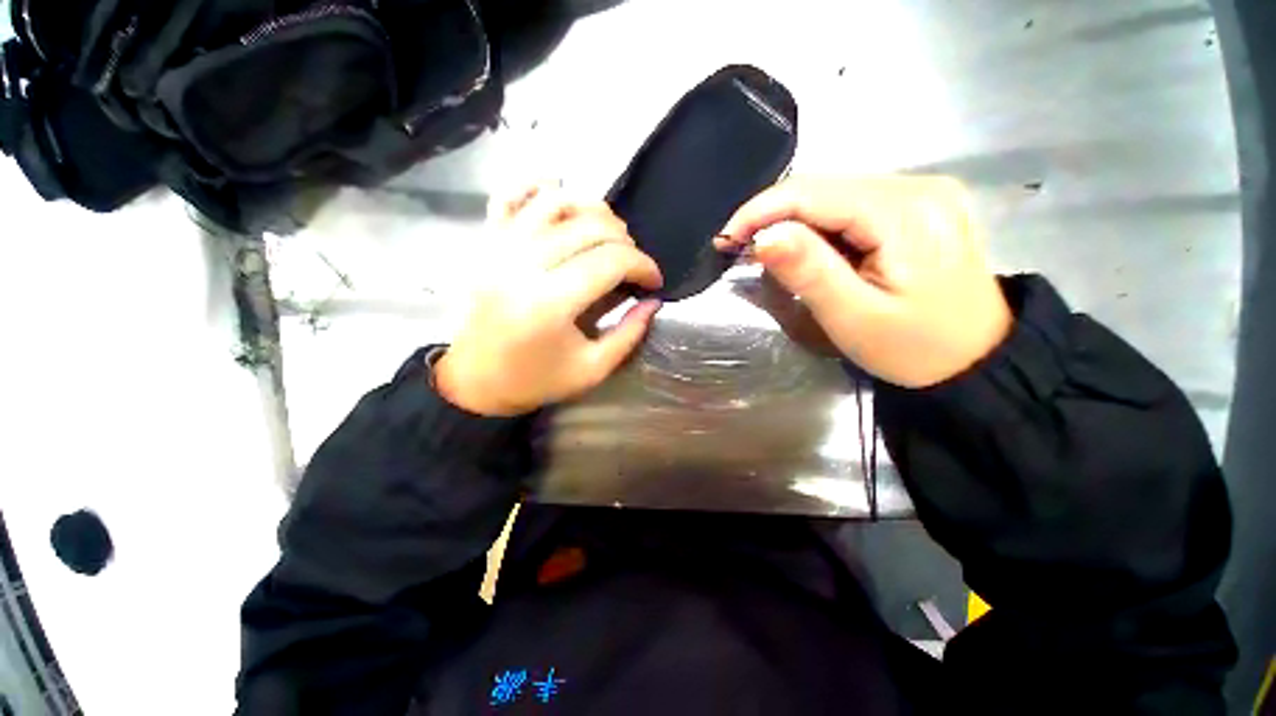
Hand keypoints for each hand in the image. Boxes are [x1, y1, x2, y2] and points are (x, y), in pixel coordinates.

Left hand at [435, 185, 663, 415]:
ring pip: (557, 201)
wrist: (474, 381)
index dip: (644, 266)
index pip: (612, 261)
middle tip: (634, 265)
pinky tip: (562, 198)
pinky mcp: (487, 242)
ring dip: (594, 211)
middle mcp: (524, 264)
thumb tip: (654, 301)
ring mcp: (500, 247)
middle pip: (590, 227)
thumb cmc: (535, 381)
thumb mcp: (592, 370)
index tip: (655, 281)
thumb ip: (629, 334)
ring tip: (608, 235)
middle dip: (626, 242)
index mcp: (550, 303)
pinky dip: (540, 186)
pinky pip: (512, 195)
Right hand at [716, 176, 1011, 387]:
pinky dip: (819, 225)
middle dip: (773, 216)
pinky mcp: (919, 205)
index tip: (725, 239)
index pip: (813, 193)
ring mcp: (923, 192)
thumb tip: (763, 236)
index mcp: (906, 213)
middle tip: (741, 250)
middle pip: (824, 187)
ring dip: (794, 221)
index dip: (760, 211)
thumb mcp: (854, 317)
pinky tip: (811, 251)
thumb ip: (809, 272)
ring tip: (770, 254)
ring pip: (834, 193)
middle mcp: (918, 186)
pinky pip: (852, 204)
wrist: (977, 360)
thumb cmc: (915, 349)